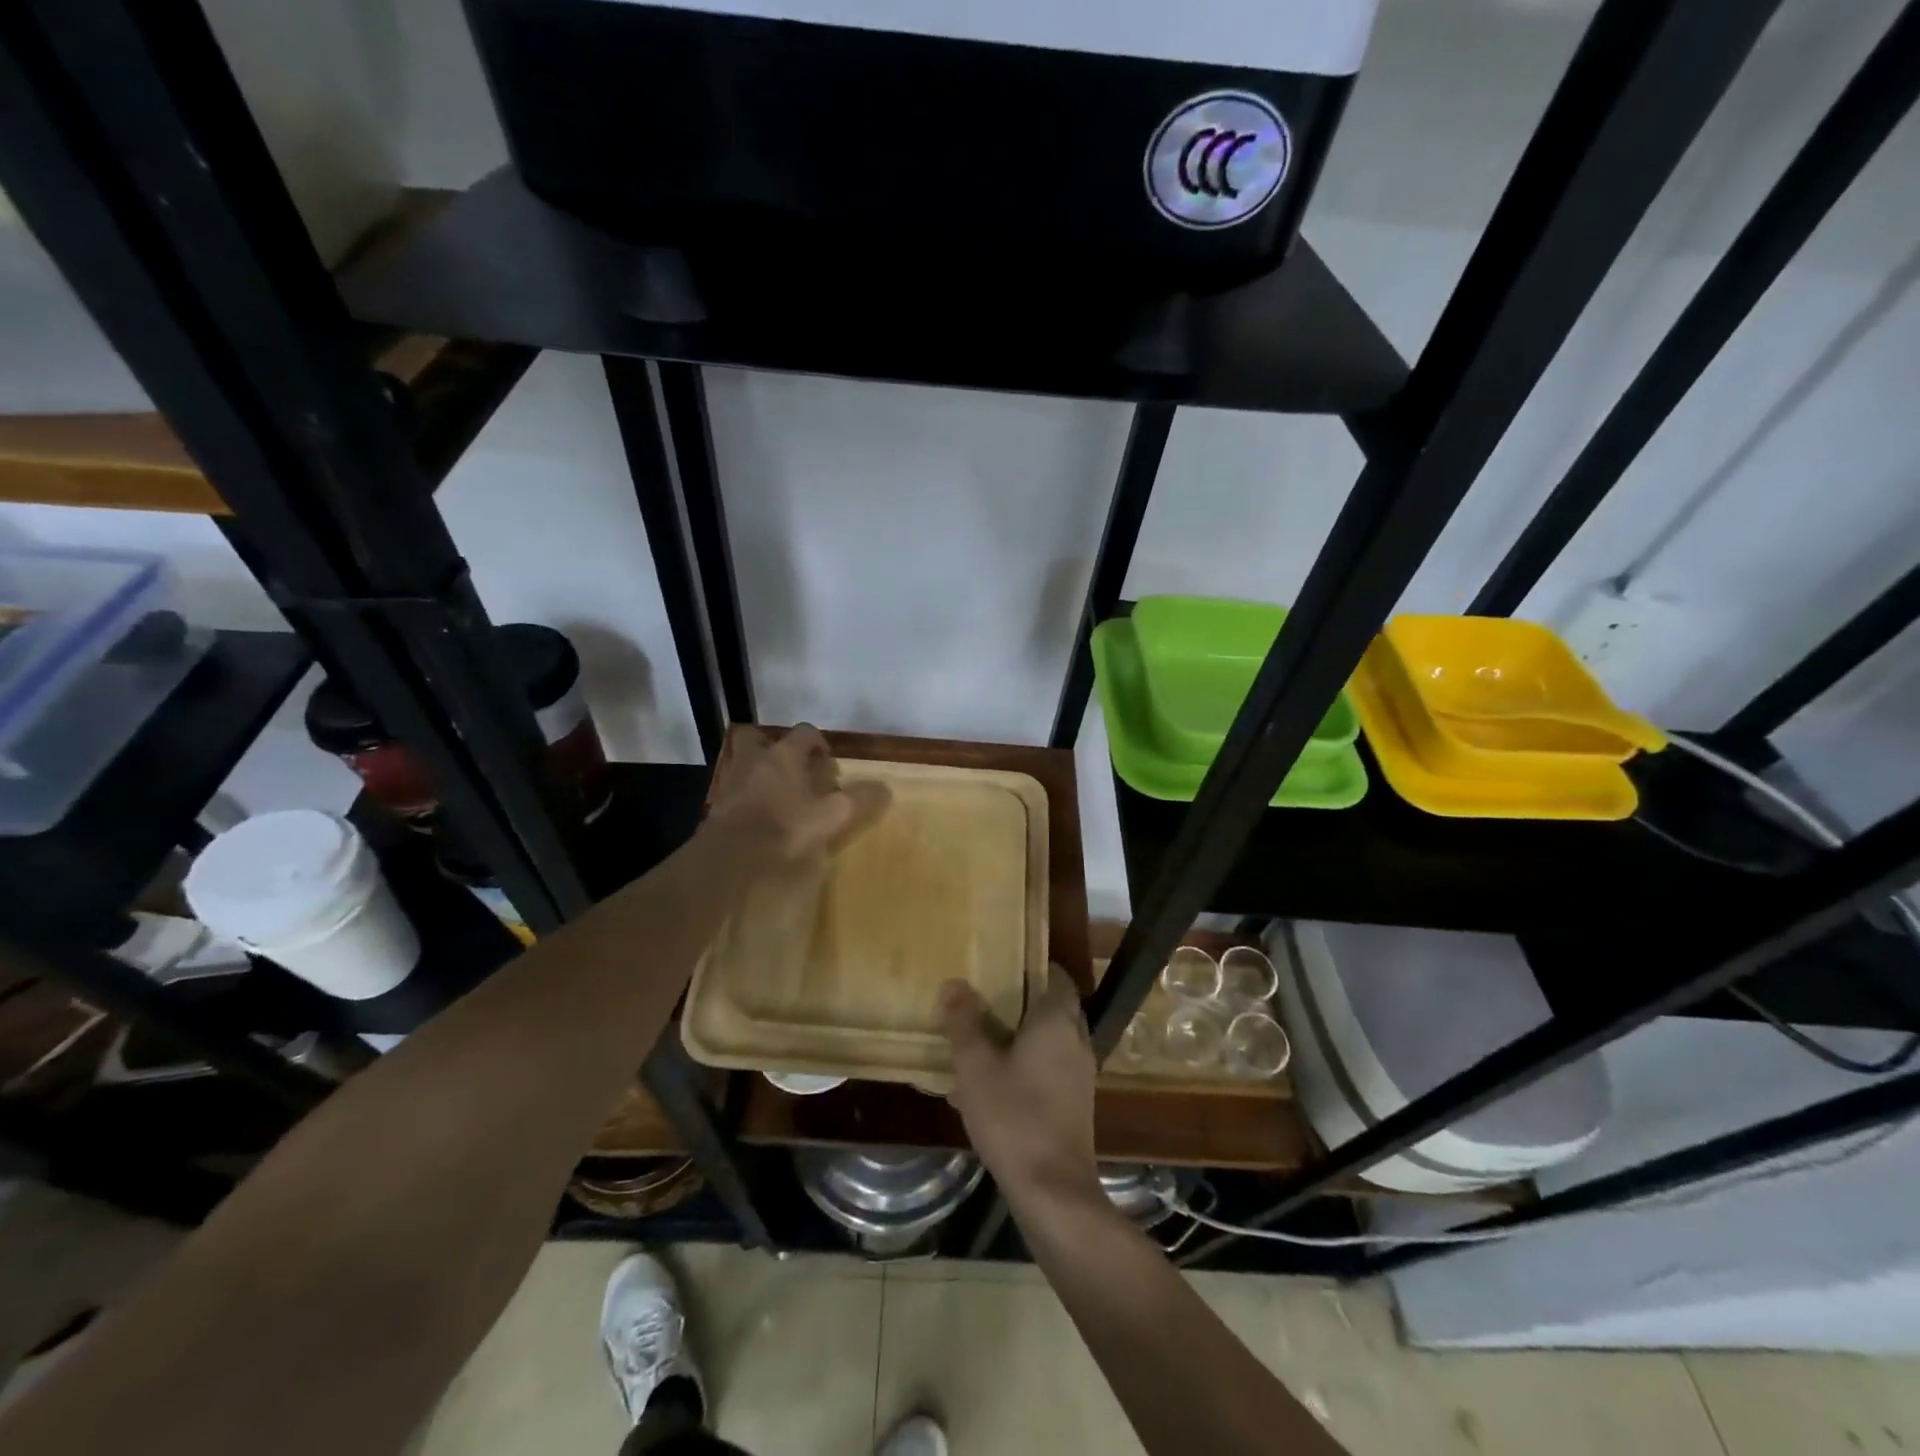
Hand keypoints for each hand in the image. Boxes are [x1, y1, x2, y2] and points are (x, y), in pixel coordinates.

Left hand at [705, 725, 890, 866]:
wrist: (731, 856)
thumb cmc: (786, 827)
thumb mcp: (832, 815)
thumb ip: (859, 799)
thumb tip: (885, 788)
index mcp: (785, 755)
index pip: (805, 733)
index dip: (819, 743)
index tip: (828, 762)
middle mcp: (756, 759)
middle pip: (759, 738)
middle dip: (774, 747)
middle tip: (791, 768)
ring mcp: (732, 780)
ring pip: (744, 762)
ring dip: (758, 770)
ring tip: (775, 792)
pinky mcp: (717, 804)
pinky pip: (733, 789)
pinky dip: (745, 795)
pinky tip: (758, 815)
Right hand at [939, 968, 1102, 1214]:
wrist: (1053, 1191)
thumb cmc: (1014, 1117)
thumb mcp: (976, 1067)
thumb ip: (964, 1023)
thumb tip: (954, 983)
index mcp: (1057, 1022)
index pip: (1056, 976)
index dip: (1032, 967)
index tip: (1003, 965)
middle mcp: (1076, 1040)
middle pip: (1054, 1007)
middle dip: (1023, 1001)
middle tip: (986, 999)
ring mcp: (1081, 1074)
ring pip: (1052, 1040)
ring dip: (1023, 1036)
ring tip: (982, 1042)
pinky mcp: (1077, 1103)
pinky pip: (1052, 1068)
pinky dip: (1028, 1065)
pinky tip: (993, 1086)